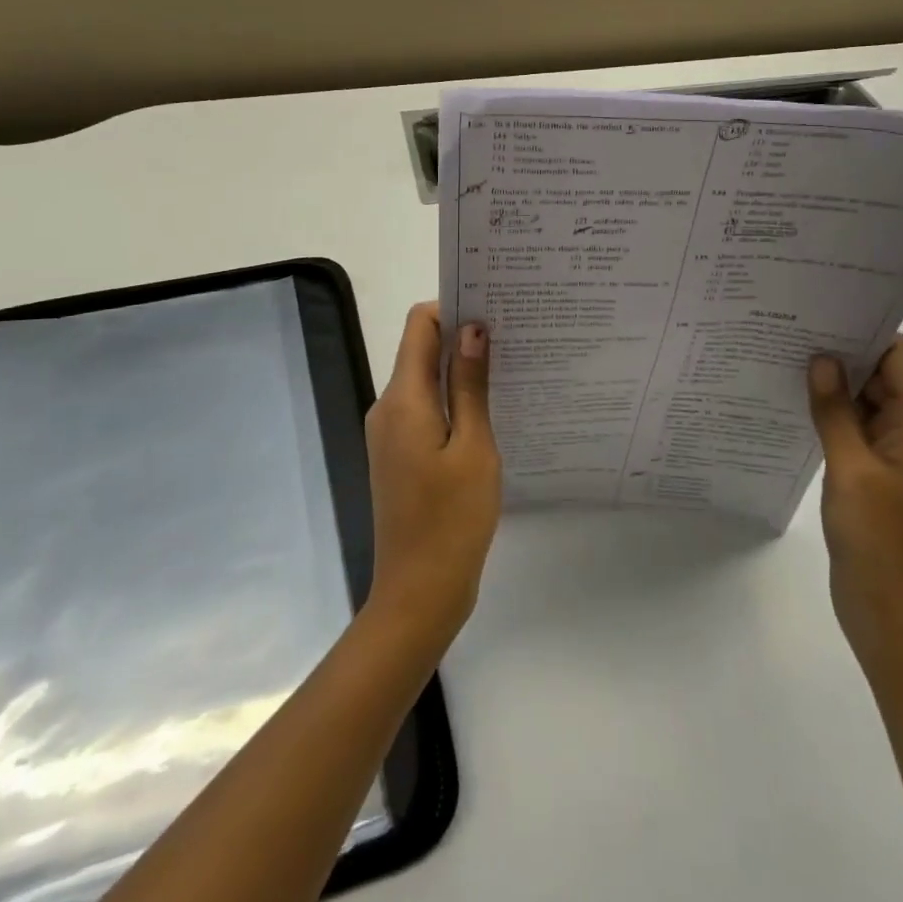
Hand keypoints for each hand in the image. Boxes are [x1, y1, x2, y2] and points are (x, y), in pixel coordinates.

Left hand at [362, 303, 501, 647]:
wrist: (419, 593)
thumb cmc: (452, 519)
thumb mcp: (473, 447)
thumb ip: (469, 385)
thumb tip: (471, 328)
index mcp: (402, 399)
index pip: (419, 325)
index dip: (453, 308)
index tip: (494, 310)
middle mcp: (388, 407)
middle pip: (421, 350)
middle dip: (462, 337)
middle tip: (514, 336)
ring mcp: (390, 433)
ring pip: (425, 381)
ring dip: (460, 370)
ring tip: (510, 368)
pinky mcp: (400, 454)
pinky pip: (425, 410)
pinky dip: (453, 400)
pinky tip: (490, 410)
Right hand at [808, 337, 902, 671]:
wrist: (889, 610)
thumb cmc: (878, 537)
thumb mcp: (851, 468)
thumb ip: (835, 411)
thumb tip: (820, 359)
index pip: (898, 357)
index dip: (866, 330)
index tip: (823, 309)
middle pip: (880, 375)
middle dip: (841, 352)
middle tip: (791, 327)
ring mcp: (892, 453)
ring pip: (863, 401)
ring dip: (832, 383)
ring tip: (784, 355)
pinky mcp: (872, 472)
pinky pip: (852, 428)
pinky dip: (829, 413)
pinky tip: (792, 401)